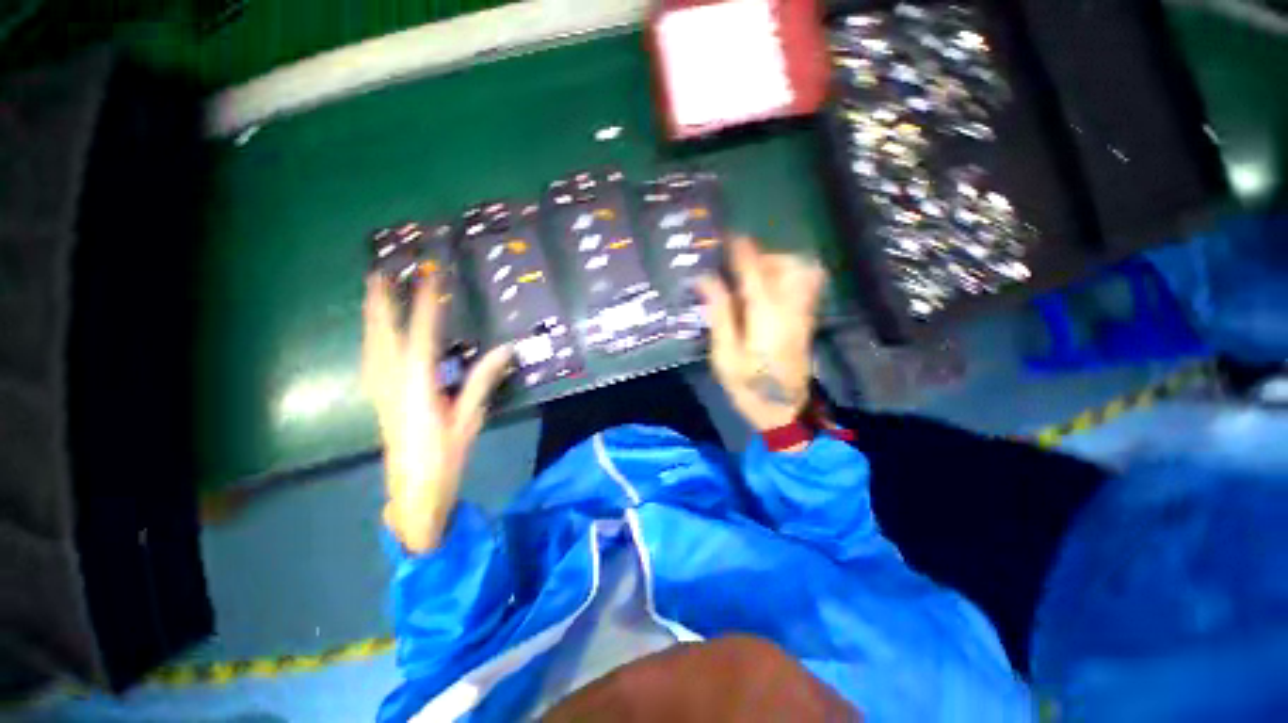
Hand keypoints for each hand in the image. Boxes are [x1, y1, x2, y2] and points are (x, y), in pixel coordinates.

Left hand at [362, 275, 511, 553]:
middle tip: (378, 273)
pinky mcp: (379, 399)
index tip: (429, 278)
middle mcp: (393, 384)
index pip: (422, 337)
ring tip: (372, 294)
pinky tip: (375, 335)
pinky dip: (372, 339)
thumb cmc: (445, 457)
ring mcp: (381, 391)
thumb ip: (483, 381)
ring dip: (371, 318)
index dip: (425, 306)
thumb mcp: (469, 419)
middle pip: (383, 336)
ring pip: (371, 346)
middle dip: (381, 304)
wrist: (414, 492)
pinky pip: (371, 360)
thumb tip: (506, 349)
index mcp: (418, 387)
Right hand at [696, 237, 825, 434]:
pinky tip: (767, 286)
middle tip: (735, 264)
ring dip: (775, 263)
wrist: (785, 413)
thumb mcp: (725, 356)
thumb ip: (719, 314)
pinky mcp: (807, 320)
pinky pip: (806, 284)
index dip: (742, 251)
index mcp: (766, 318)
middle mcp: (790, 309)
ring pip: (801, 271)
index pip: (755, 273)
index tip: (728, 235)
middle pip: (786, 265)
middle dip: (761, 255)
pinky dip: (788, 274)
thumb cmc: (748, 387)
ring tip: (751, 276)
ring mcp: (803, 314)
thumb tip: (706, 280)